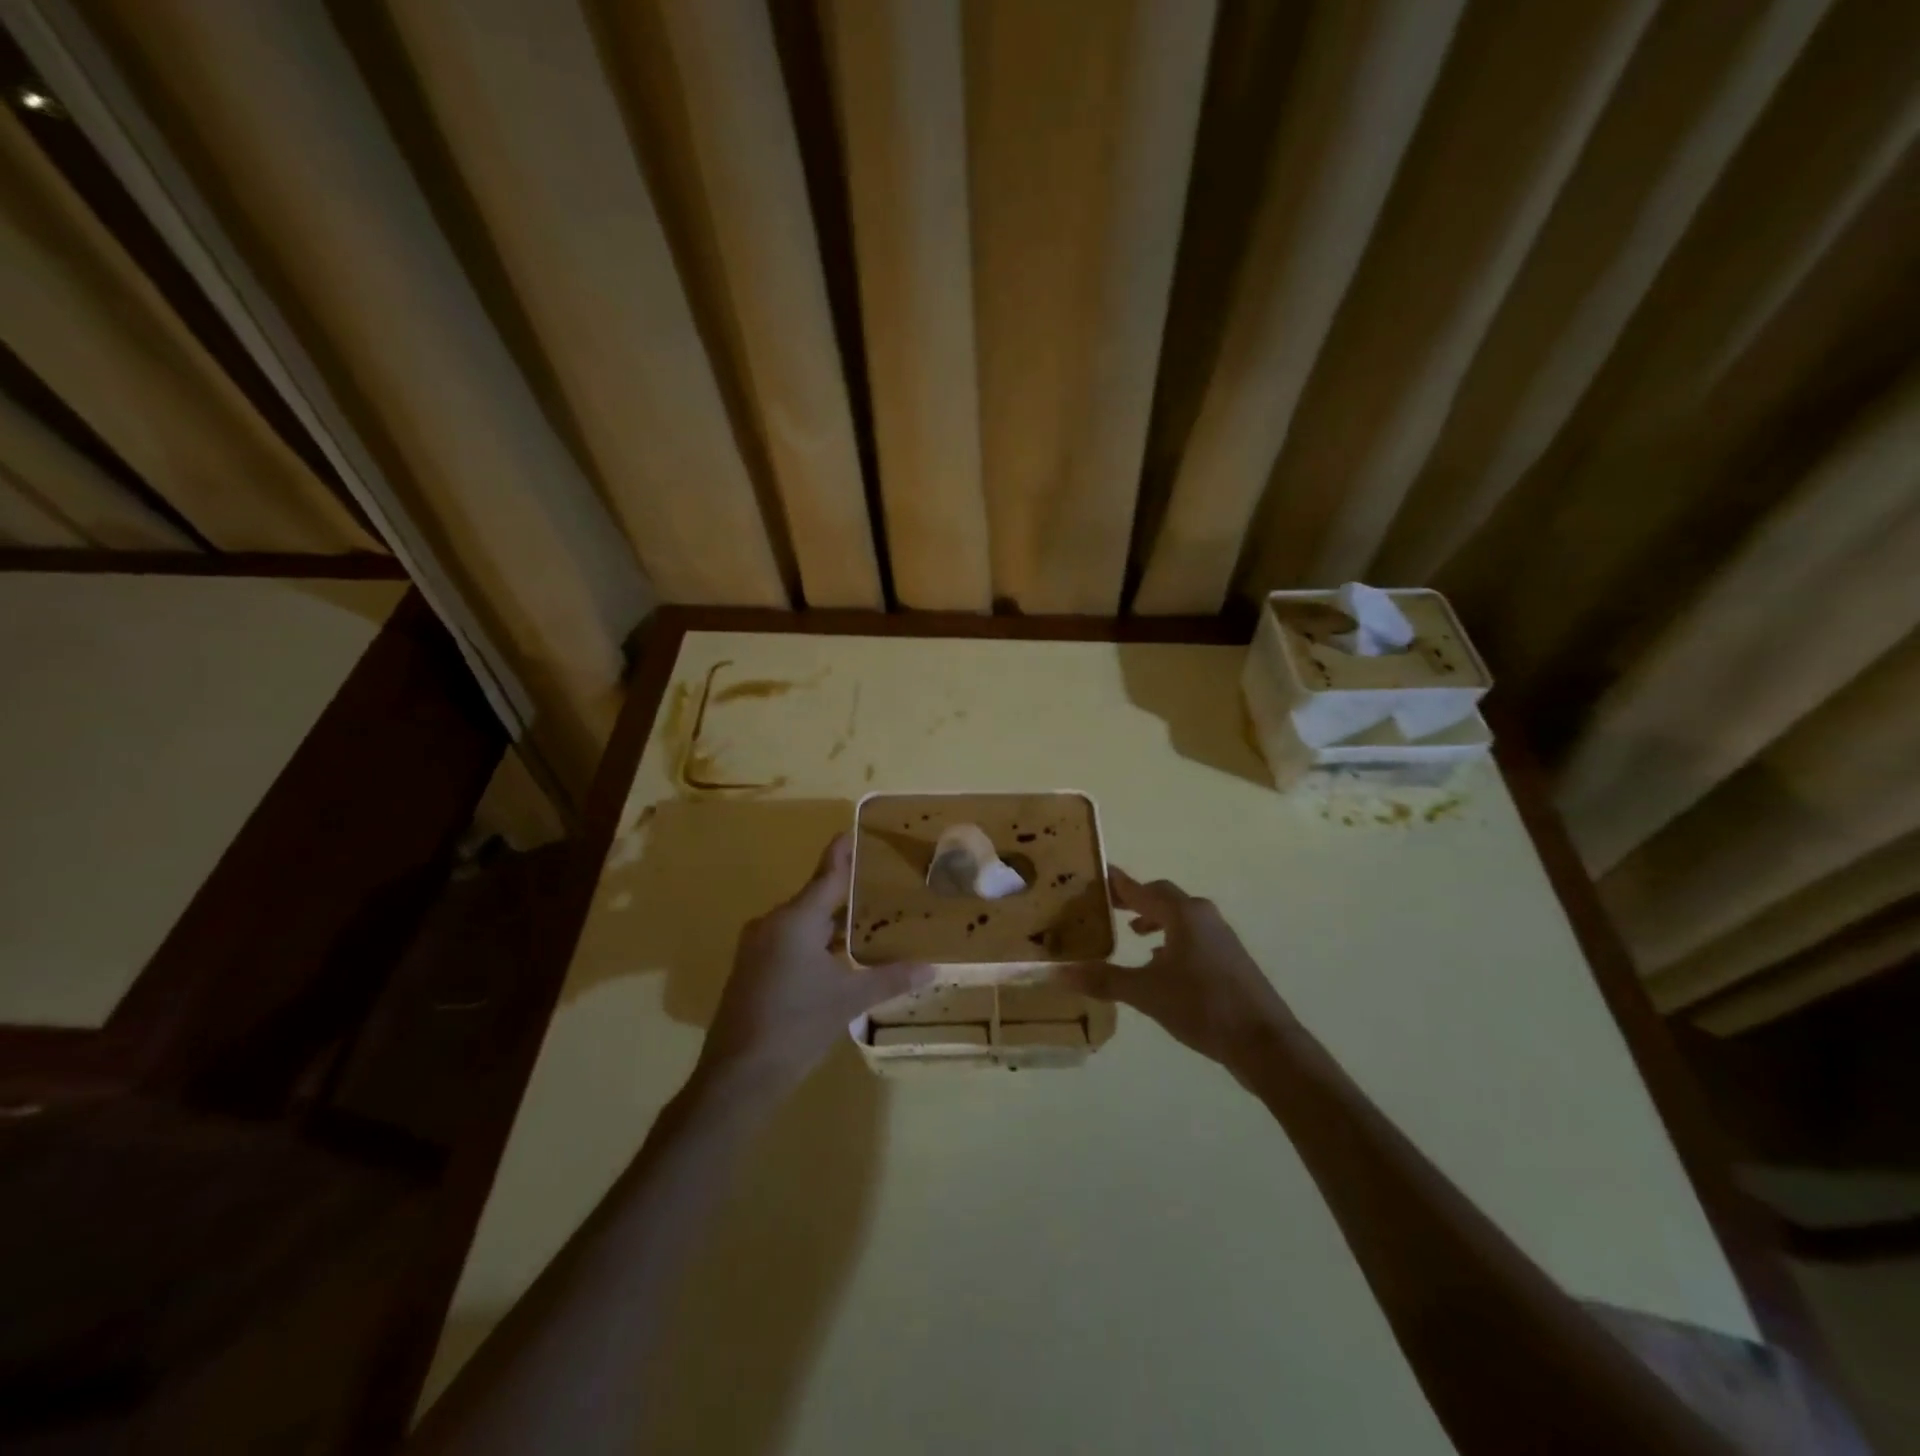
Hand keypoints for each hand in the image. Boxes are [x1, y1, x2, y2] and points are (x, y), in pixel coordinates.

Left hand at [699, 832, 932, 1092]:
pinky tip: (837, 955)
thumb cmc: (797, 1026)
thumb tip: (932, 968)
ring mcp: (757, 947)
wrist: (738, 1076)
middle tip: (880, 885)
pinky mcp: (750, 969)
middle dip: (845, 893)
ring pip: (801, 922)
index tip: (854, 831)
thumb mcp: (849, 1000)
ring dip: (830, 922)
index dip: (842, 853)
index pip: (827, 875)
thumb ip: (890, 979)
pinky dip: (814, 941)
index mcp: (796, 920)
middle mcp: (772, 924)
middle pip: (815, 898)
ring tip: (866, 919)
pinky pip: (788, 941)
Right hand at [1062, 868, 1293, 1076]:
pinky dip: (1172, 939)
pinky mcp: (1230, 958)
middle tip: (1107, 906)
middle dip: (1135, 900)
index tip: (1095, 874)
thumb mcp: (1146, 993)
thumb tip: (1058, 972)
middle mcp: (1203, 916)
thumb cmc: (1201, 1006)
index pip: (1141, 889)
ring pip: (1180, 917)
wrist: (1263, 1041)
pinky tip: (1161, 963)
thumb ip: (1103, 979)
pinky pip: (1193, 936)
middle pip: (1162, 897)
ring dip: (1155, 920)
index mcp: (1182, 914)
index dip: (1116, 883)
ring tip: (1131, 934)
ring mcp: (1221, 936)